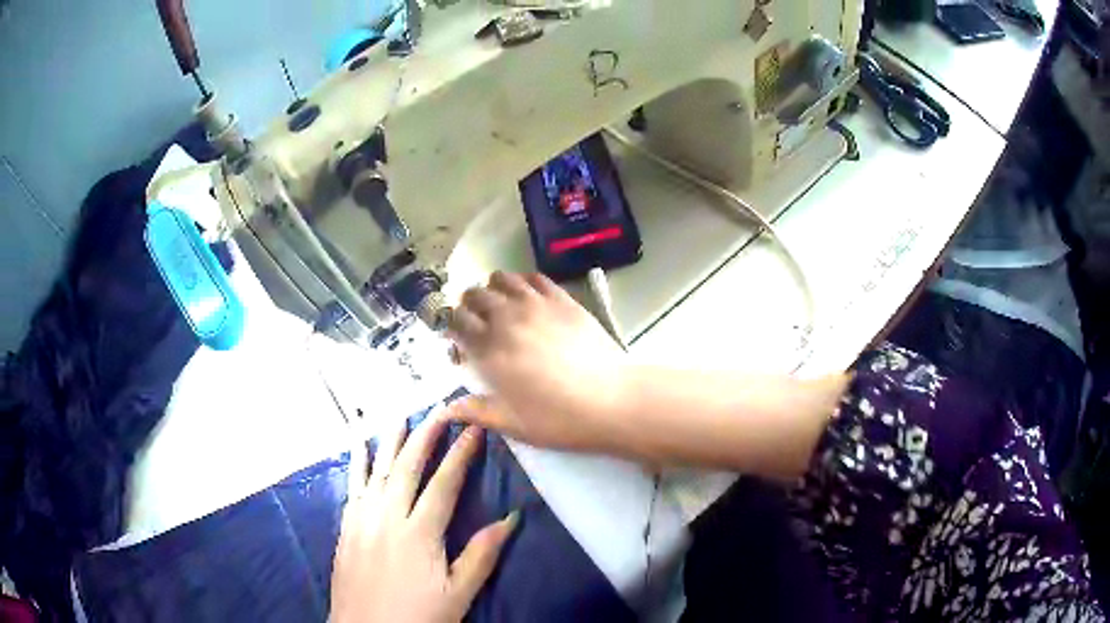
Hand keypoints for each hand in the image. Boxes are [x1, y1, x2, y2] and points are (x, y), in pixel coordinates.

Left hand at [330, 413, 516, 622]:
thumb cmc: (416, 618)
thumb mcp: (457, 594)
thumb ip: (481, 555)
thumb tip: (511, 518)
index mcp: (419, 534)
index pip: (443, 484)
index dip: (459, 455)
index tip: (473, 428)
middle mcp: (387, 517)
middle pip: (407, 468)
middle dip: (425, 436)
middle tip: (439, 409)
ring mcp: (362, 519)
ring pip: (378, 470)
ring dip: (390, 440)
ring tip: (400, 414)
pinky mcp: (346, 526)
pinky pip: (352, 485)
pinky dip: (357, 461)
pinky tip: (359, 444)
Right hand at [447, 272, 628, 451]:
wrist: (611, 401)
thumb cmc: (558, 418)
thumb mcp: (512, 424)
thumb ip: (476, 412)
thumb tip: (448, 410)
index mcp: (488, 350)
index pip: (454, 323)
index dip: (451, 329)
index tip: (459, 344)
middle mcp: (506, 320)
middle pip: (474, 295)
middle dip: (468, 307)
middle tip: (478, 324)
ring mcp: (536, 305)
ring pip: (501, 278)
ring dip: (493, 289)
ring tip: (501, 306)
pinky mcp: (562, 299)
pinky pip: (535, 277)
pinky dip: (524, 282)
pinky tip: (530, 299)